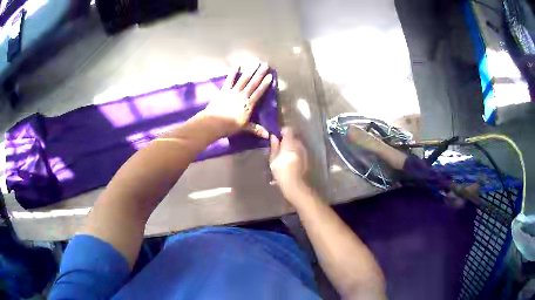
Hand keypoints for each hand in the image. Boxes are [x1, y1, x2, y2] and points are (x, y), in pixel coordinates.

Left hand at [202, 62, 272, 138]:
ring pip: (243, 79)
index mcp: (248, 104)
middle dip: (260, 73)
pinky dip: (233, 73)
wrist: (214, 123)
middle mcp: (242, 95)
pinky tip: (238, 65)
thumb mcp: (244, 127)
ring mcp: (233, 92)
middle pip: (253, 83)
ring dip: (250, 70)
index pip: (259, 92)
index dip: (265, 84)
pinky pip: (230, 80)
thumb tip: (268, 136)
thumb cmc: (230, 126)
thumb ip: (256, 129)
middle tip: (265, 64)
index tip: (270, 76)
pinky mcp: (224, 90)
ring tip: (255, 62)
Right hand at [270, 128, 307, 195]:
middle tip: (279, 147)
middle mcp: (299, 144)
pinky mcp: (307, 158)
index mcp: (290, 142)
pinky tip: (290, 161)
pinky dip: (295, 153)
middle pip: (293, 137)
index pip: (288, 130)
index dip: (282, 131)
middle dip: (287, 140)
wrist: (295, 185)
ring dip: (291, 147)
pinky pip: (300, 151)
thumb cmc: (281, 171)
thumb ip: (274, 147)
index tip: (277, 136)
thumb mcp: (273, 159)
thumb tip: (274, 137)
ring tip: (284, 155)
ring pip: (297, 144)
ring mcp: (304, 151)